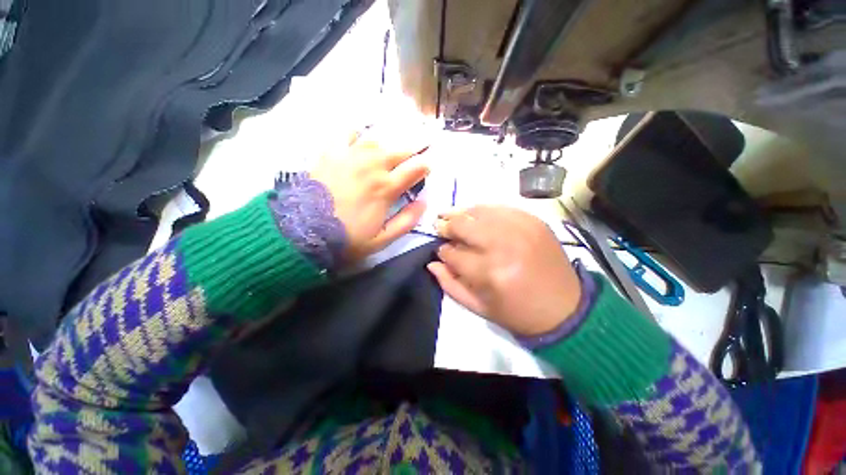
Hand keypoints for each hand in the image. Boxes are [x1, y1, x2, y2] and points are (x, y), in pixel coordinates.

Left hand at [310, 132, 428, 260]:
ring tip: (393, 147)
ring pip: (376, 141)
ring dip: (389, 144)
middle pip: (398, 150)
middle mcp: (371, 167)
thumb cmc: (347, 238)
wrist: (302, 232)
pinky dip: (355, 132)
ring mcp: (350, 157)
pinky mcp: (330, 154)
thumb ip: (406, 221)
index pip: (414, 169)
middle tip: (419, 148)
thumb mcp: (382, 239)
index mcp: (386, 188)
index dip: (425, 165)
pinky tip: (360, 134)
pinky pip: (345, 134)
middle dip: (413, 149)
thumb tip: (423, 203)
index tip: (428, 166)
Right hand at [428, 206, 581, 336]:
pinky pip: (500, 207)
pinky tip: (477, 216)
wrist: (565, 308)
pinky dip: (484, 210)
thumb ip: (450, 285)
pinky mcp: (533, 221)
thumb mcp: (479, 308)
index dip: (443, 251)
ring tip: (453, 217)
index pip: (453, 253)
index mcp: (490, 273)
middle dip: (447, 226)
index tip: (442, 251)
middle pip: (463, 225)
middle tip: (441, 228)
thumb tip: (432, 263)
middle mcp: (504, 246)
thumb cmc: (518, 313)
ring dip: (461, 214)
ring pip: (478, 211)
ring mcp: (521, 229)